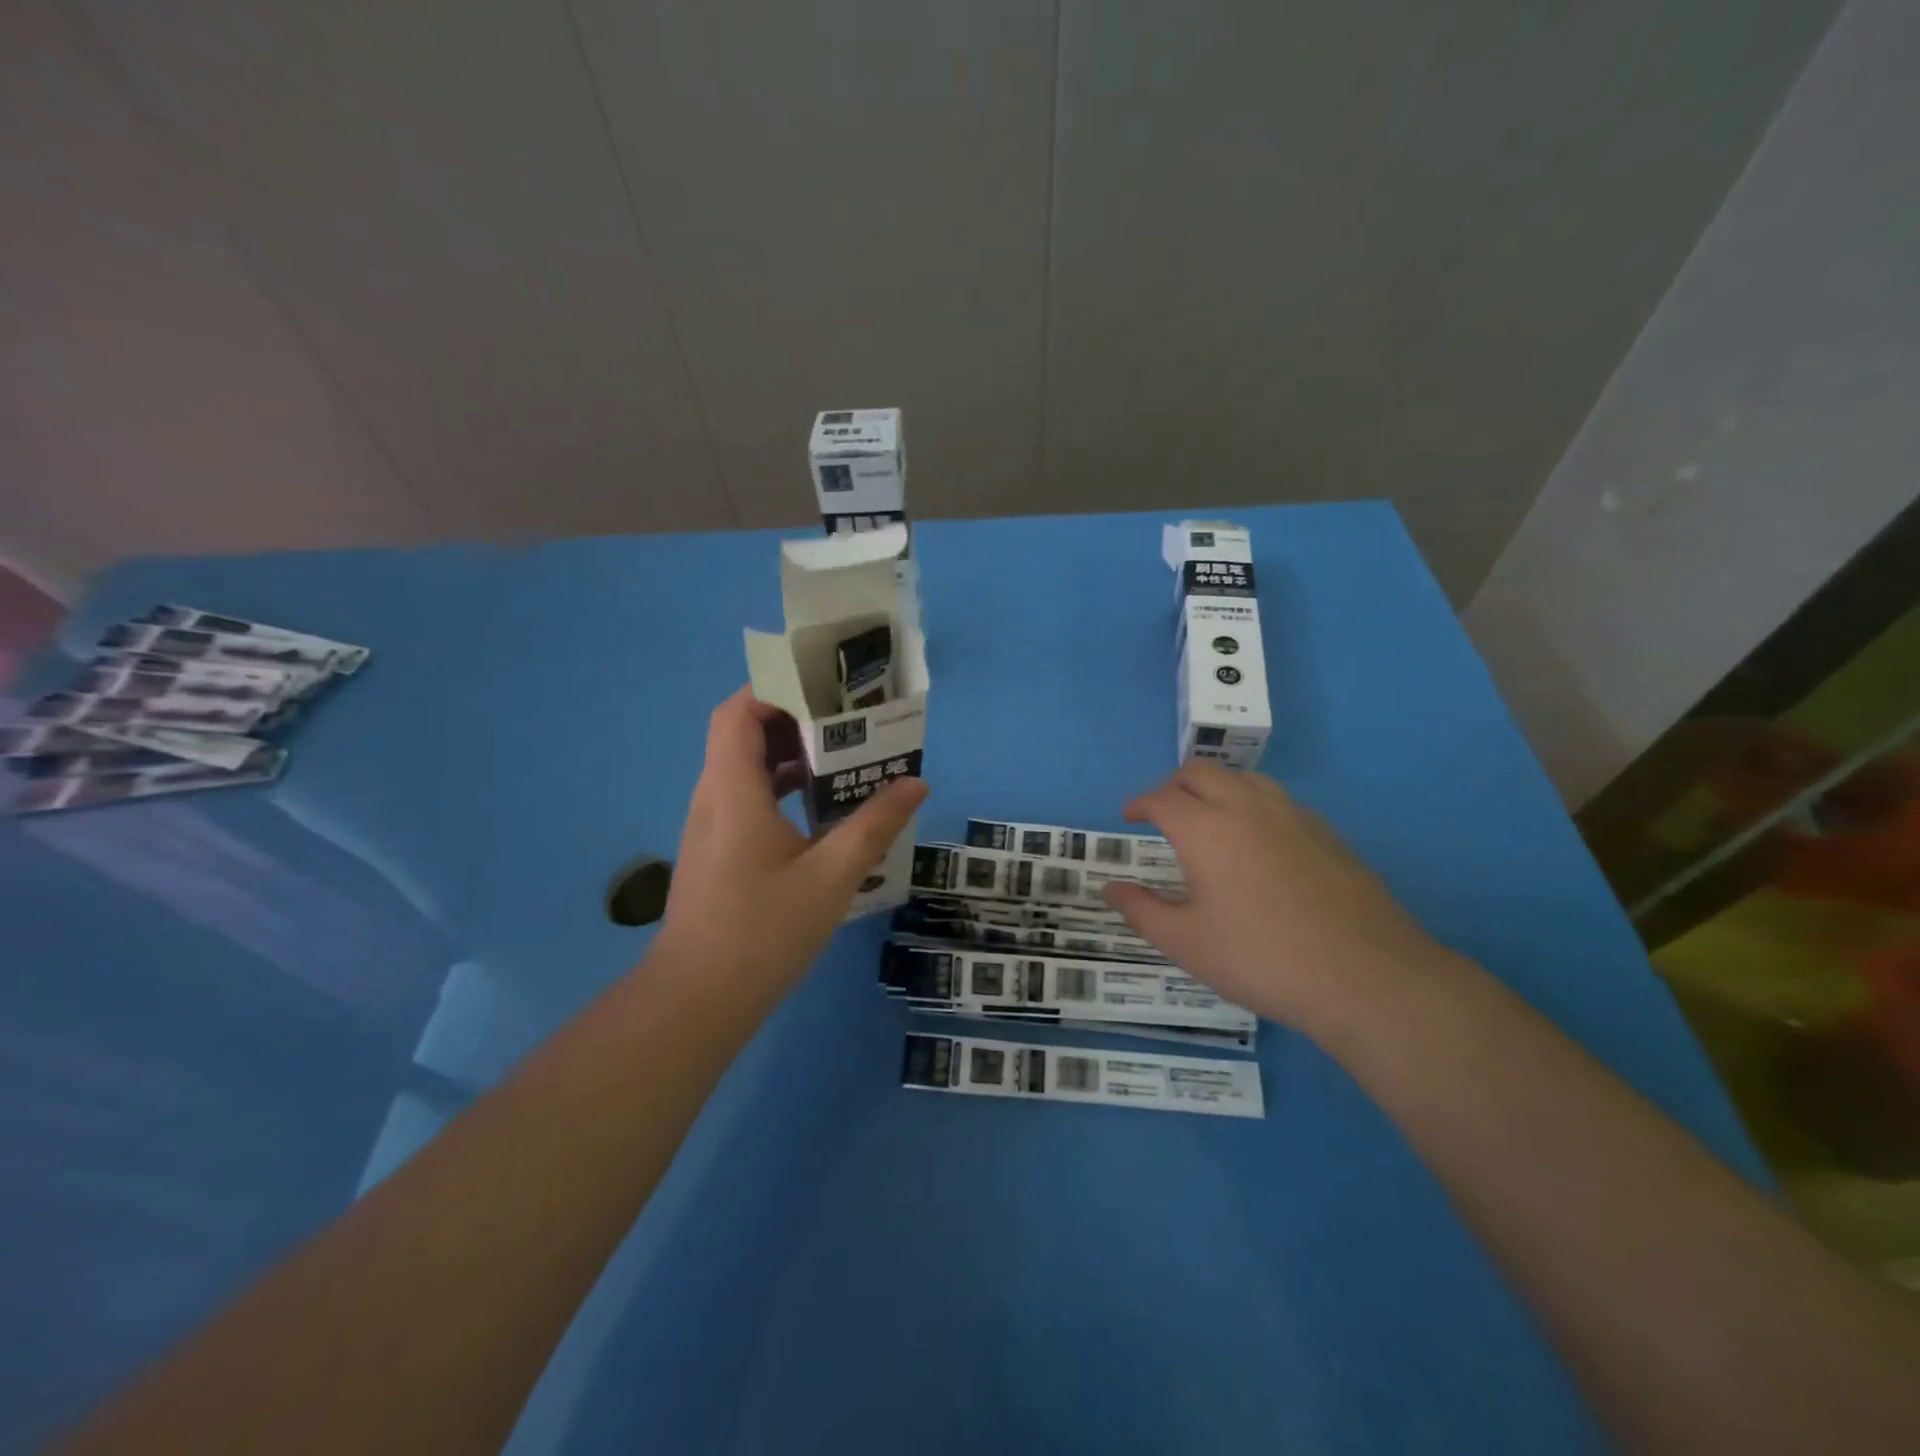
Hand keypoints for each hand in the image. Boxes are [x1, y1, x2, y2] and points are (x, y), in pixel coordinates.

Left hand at [653, 688, 927, 1002]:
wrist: (697, 1001)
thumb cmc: (762, 932)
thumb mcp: (831, 876)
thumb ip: (874, 825)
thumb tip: (916, 783)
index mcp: (733, 791)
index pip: (738, 712)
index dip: (774, 689)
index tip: (824, 691)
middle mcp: (714, 797)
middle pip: (744, 734)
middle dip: (794, 719)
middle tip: (848, 720)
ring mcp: (712, 826)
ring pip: (746, 768)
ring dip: (790, 756)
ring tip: (844, 757)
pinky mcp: (717, 851)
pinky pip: (748, 798)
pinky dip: (782, 788)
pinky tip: (821, 809)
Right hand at [1102, 762, 1446, 1035]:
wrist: (1367, 978)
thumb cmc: (1262, 960)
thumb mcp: (1187, 944)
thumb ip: (1142, 910)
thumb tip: (1110, 888)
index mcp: (1206, 830)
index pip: (1162, 798)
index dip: (1139, 803)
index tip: (1129, 817)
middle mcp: (1247, 808)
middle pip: (1201, 773)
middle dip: (1173, 785)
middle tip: (1163, 813)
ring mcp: (1293, 816)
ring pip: (1244, 778)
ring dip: (1216, 788)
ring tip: (1208, 818)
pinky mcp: (1327, 833)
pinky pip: (1278, 800)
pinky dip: (1252, 804)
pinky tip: (1258, 842)